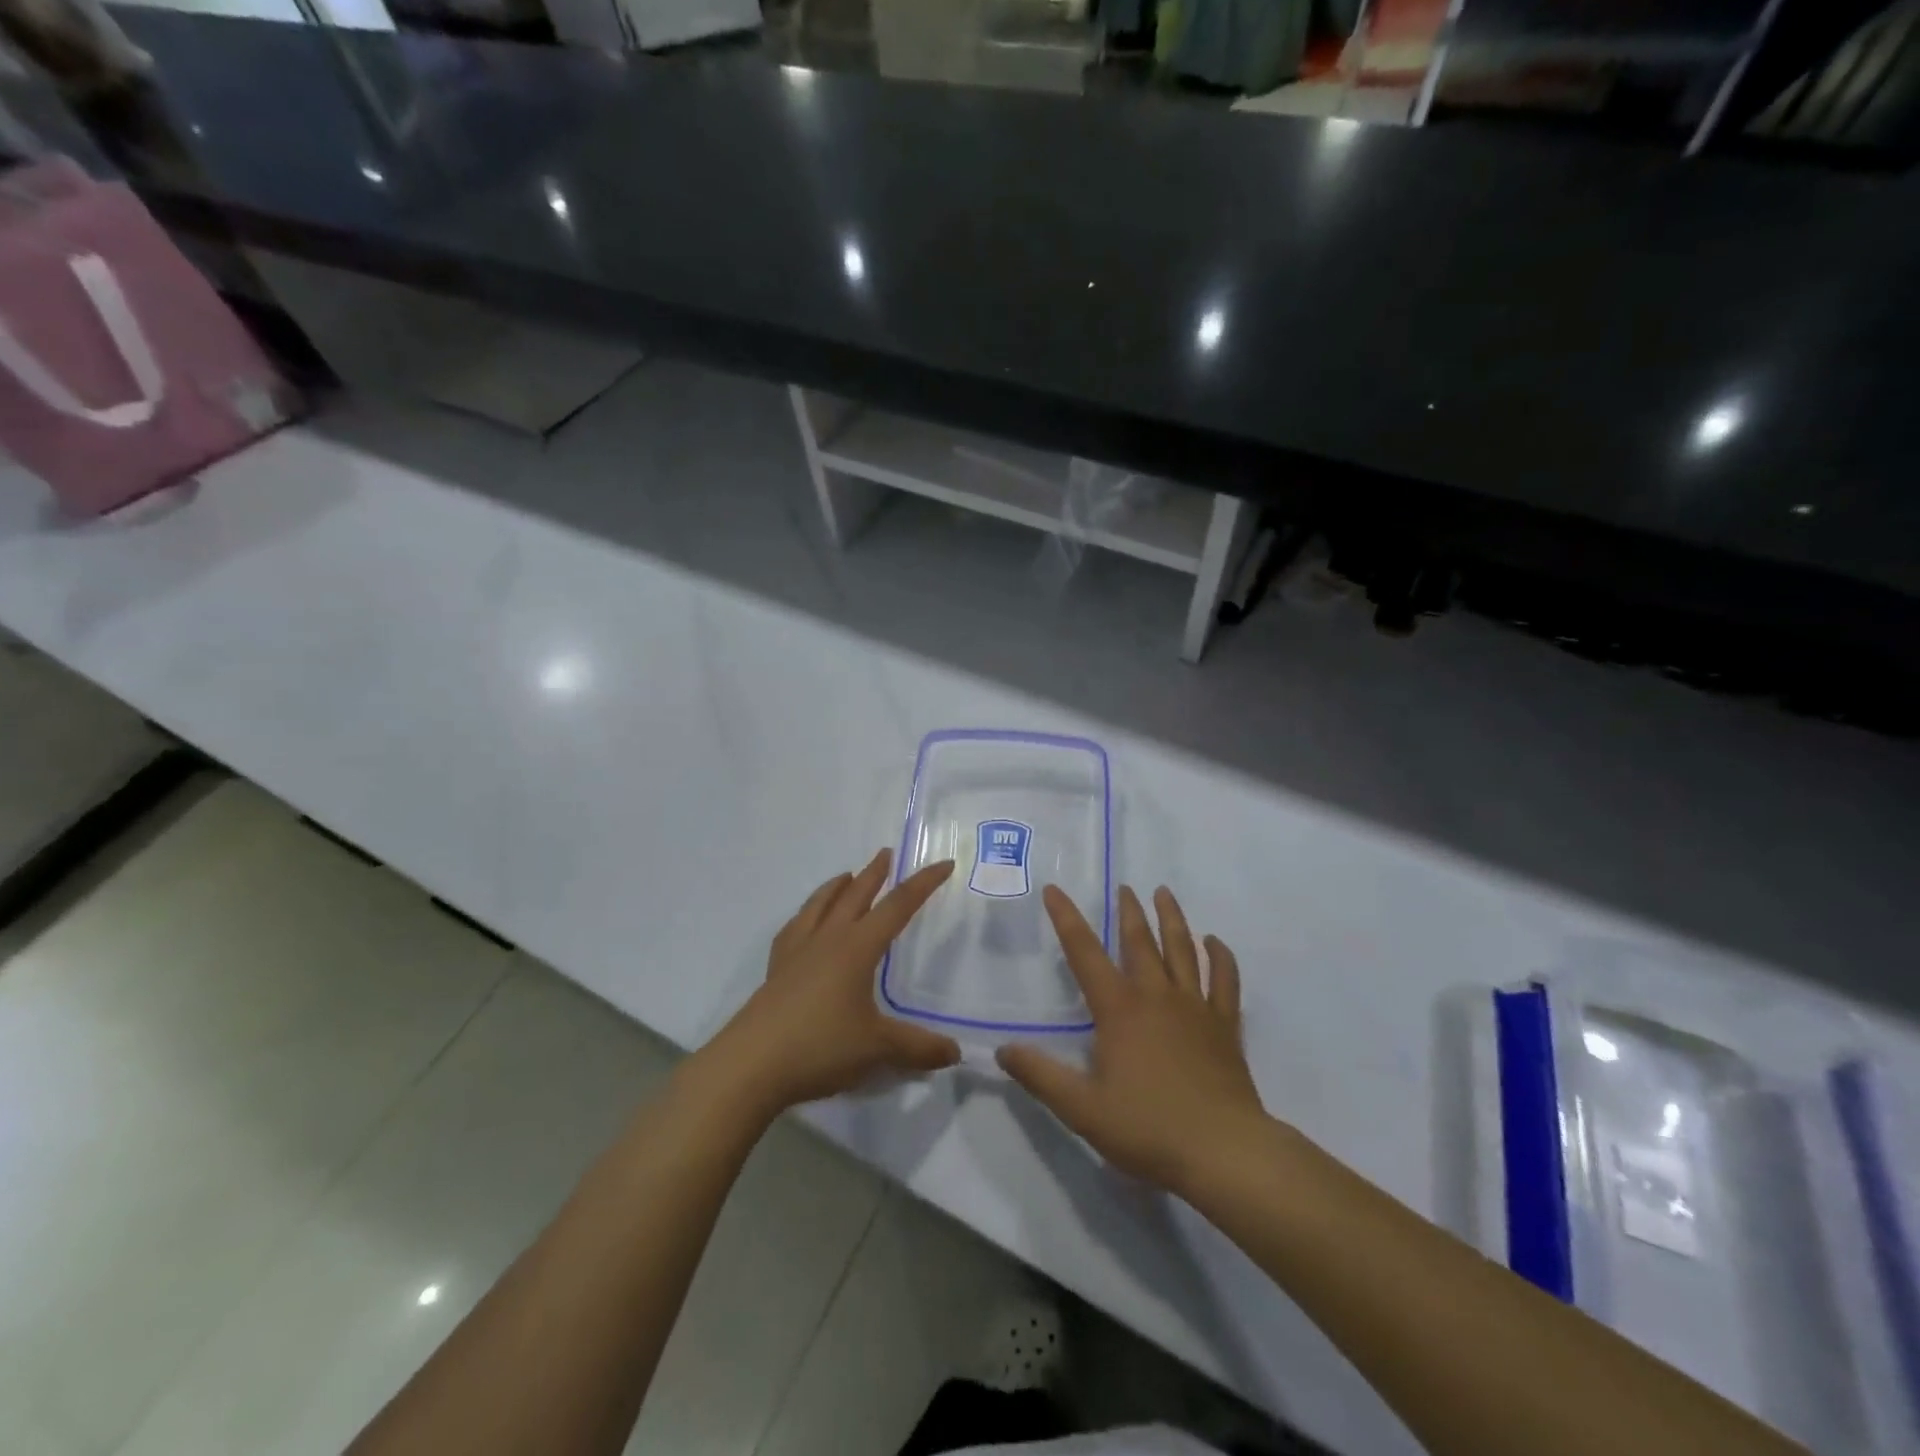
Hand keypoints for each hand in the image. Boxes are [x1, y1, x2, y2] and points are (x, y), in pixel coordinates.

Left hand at [700, 849, 959, 1115]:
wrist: (750, 1065)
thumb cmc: (819, 1047)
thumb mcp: (877, 1049)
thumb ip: (918, 1047)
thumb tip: (955, 1052)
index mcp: (857, 948)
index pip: (898, 906)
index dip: (923, 884)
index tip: (944, 864)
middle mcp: (828, 940)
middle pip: (855, 895)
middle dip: (874, 874)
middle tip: (886, 854)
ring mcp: (797, 952)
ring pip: (820, 905)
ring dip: (837, 886)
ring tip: (846, 876)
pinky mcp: (776, 971)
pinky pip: (794, 928)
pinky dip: (806, 915)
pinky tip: (805, 922)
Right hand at [997, 884, 1267, 1197]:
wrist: (1223, 1151)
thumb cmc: (1148, 1128)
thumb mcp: (1082, 1108)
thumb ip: (1040, 1076)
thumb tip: (1002, 1050)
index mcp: (1119, 1009)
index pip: (1084, 953)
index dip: (1066, 918)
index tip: (1054, 889)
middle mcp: (1156, 996)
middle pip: (1140, 941)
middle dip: (1128, 911)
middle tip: (1124, 887)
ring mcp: (1195, 1007)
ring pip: (1183, 950)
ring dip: (1172, 919)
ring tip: (1164, 893)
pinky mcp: (1225, 1026)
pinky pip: (1224, 981)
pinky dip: (1221, 957)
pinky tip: (1216, 942)